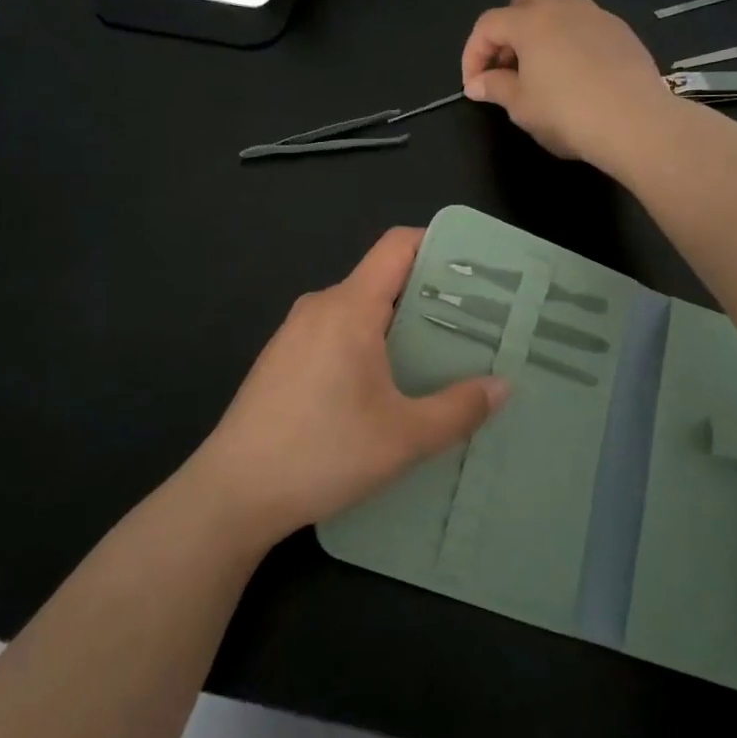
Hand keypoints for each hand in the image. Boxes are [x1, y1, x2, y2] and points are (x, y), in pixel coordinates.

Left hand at [188, 228, 508, 544]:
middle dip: (430, 294)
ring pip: (359, 308)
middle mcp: (320, 306)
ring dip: (399, 324)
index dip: (438, 244)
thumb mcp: (402, 438)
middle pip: (382, 278)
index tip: (477, 269)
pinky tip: (388, 384)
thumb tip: (503, 386)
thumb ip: (459, 409)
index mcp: (348, 307)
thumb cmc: (321, 453)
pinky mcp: (283, 358)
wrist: (233, 492)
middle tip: (475, 323)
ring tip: (440, 356)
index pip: (397, 245)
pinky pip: (337, 331)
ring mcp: (295, 332)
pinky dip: (370, 342)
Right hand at [461, 0, 670, 169]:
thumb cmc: (568, 114)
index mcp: (531, 22)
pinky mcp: (621, 31)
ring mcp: (596, 15)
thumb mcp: (522, 107)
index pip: (488, 25)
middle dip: (508, 25)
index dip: (473, 53)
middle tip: (508, 63)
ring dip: (541, 28)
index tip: (474, 85)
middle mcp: (563, 7)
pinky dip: (570, 37)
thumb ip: (495, 87)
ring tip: (540, 66)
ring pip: (559, 4)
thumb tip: (476, 83)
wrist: (636, 122)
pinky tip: (575, 71)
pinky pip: (585, 22)